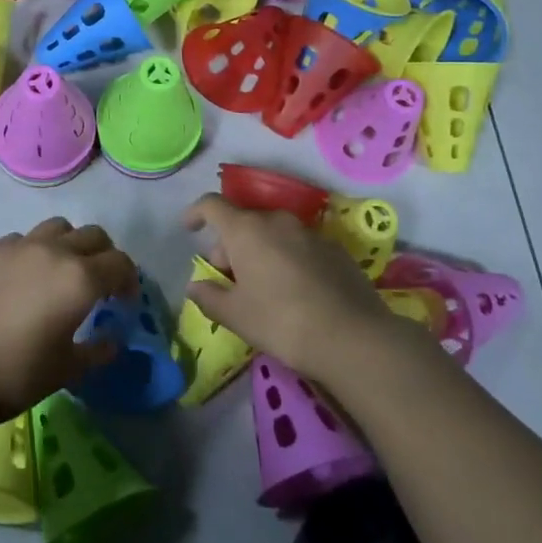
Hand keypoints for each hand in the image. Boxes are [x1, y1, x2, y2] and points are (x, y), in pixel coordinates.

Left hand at [0, 217, 136, 430]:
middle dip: (104, 256)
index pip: (120, 263)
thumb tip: (111, 340)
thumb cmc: (16, 374)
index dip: (129, 281)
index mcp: (80, 279)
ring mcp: (17, 246)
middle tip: (98, 284)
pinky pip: (21, 239)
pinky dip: (32, 251)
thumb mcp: (67, 370)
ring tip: (59, 272)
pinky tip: (21, 279)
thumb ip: (97, 350)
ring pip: (57, 227)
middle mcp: (53, 251)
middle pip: (92, 235)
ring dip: (68, 244)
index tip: (123, 302)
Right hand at [183, 194, 423, 382]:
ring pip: (272, 234)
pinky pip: (298, 246)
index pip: (211, 205)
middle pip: (243, 223)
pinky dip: (287, 259)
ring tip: (262, 288)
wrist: (353, 337)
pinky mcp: (335, 249)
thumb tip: (195, 286)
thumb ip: (209, 297)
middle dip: (229, 247)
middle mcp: (277, 221)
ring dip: (259, 252)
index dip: (195, 213)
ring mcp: (309, 233)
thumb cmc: (281, 321)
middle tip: (229, 281)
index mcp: (246, 230)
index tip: (188, 228)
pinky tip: (295, 292)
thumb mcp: (236, 316)